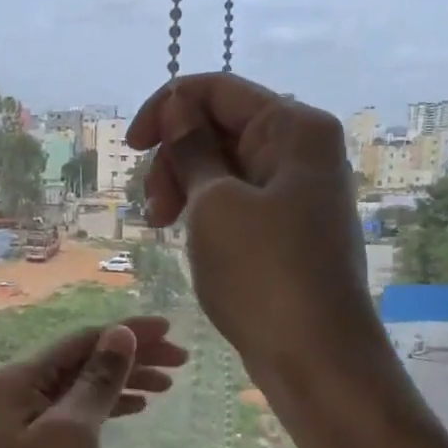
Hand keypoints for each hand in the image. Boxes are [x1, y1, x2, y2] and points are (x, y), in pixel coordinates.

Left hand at [0, 317, 187, 447]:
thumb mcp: (74, 432)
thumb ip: (98, 379)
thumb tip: (119, 334)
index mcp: (18, 378)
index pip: (82, 340)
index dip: (129, 332)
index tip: (173, 331)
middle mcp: (16, 391)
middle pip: (82, 360)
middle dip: (130, 357)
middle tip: (181, 362)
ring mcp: (21, 420)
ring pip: (81, 387)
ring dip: (123, 381)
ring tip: (167, 386)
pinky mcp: (31, 447)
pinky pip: (75, 413)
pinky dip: (106, 407)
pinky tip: (134, 407)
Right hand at [128, 73, 381, 387]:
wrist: (316, 357)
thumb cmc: (263, 274)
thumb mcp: (215, 205)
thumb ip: (192, 149)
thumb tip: (177, 105)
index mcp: (294, 127)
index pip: (217, 90)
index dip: (166, 109)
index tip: (132, 149)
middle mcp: (302, 150)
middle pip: (221, 128)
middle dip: (176, 158)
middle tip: (154, 210)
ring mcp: (298, 192)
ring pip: (225, 167)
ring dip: (186, 187)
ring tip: (163, 228)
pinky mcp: (290, 229)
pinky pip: (239, 201)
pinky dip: (207, 212)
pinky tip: (187, 237)